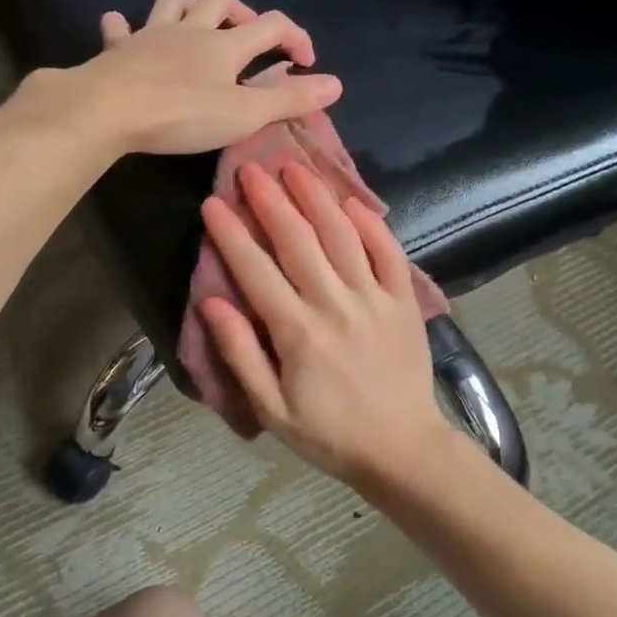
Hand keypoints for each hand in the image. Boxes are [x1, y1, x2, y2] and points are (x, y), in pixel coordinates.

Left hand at [38, 0, 343, 155]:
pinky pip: (119, 27)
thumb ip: (289, 100)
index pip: (272, 25)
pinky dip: (125, 26)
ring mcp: (150, 35)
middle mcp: (190, 29)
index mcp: (225, 45)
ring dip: (187, 6)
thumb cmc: (182, 114)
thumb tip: (337, 84)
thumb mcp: (244, 115)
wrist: (109, 110)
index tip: (306, 61)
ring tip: (194, 24)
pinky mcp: (117, 49)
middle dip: (239, 9)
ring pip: (172, 1)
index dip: (295, 36)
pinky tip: (124, 30)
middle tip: (245, 34)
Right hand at [199, 160, 456, 484]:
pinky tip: (351, 201)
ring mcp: (375, 298)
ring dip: (316, 197)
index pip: (256, 270)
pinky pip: (388, 252)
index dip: (232, 234)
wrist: (403, 449)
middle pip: (298, 240)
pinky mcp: (404, 301)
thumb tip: (211, 304)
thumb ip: (241, 354)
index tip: (213, 203)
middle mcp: (335, 304)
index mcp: (297, 332)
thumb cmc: (329, 433)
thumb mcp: (272, 409)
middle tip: (251, 167)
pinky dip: (371, 224)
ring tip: (295, 168)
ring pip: (342, 236)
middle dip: (271, 200)